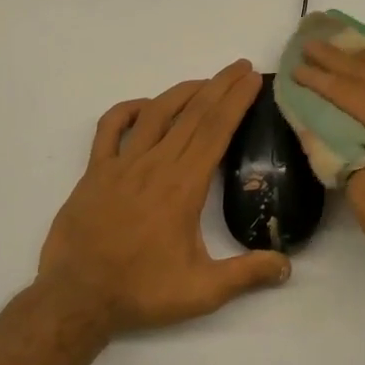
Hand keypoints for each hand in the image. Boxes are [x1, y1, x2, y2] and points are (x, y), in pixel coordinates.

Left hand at [38, 60, 291, 336]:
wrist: (77, 298)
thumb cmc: (141, 292)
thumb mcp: (202, 291)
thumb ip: (247, 274)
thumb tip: (287, 266)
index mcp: (183, 186)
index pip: (215, 131)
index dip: (236, 101)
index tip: (252, 79)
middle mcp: (154, 165)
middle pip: (192, 114)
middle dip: (220, 86)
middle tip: (240, 67)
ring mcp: (121, 165)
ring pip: (155, 114)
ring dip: (182, 92)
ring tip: (205, 81)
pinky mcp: (95, 172)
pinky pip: (109, 128)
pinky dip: (127, 110)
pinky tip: (143, 107)